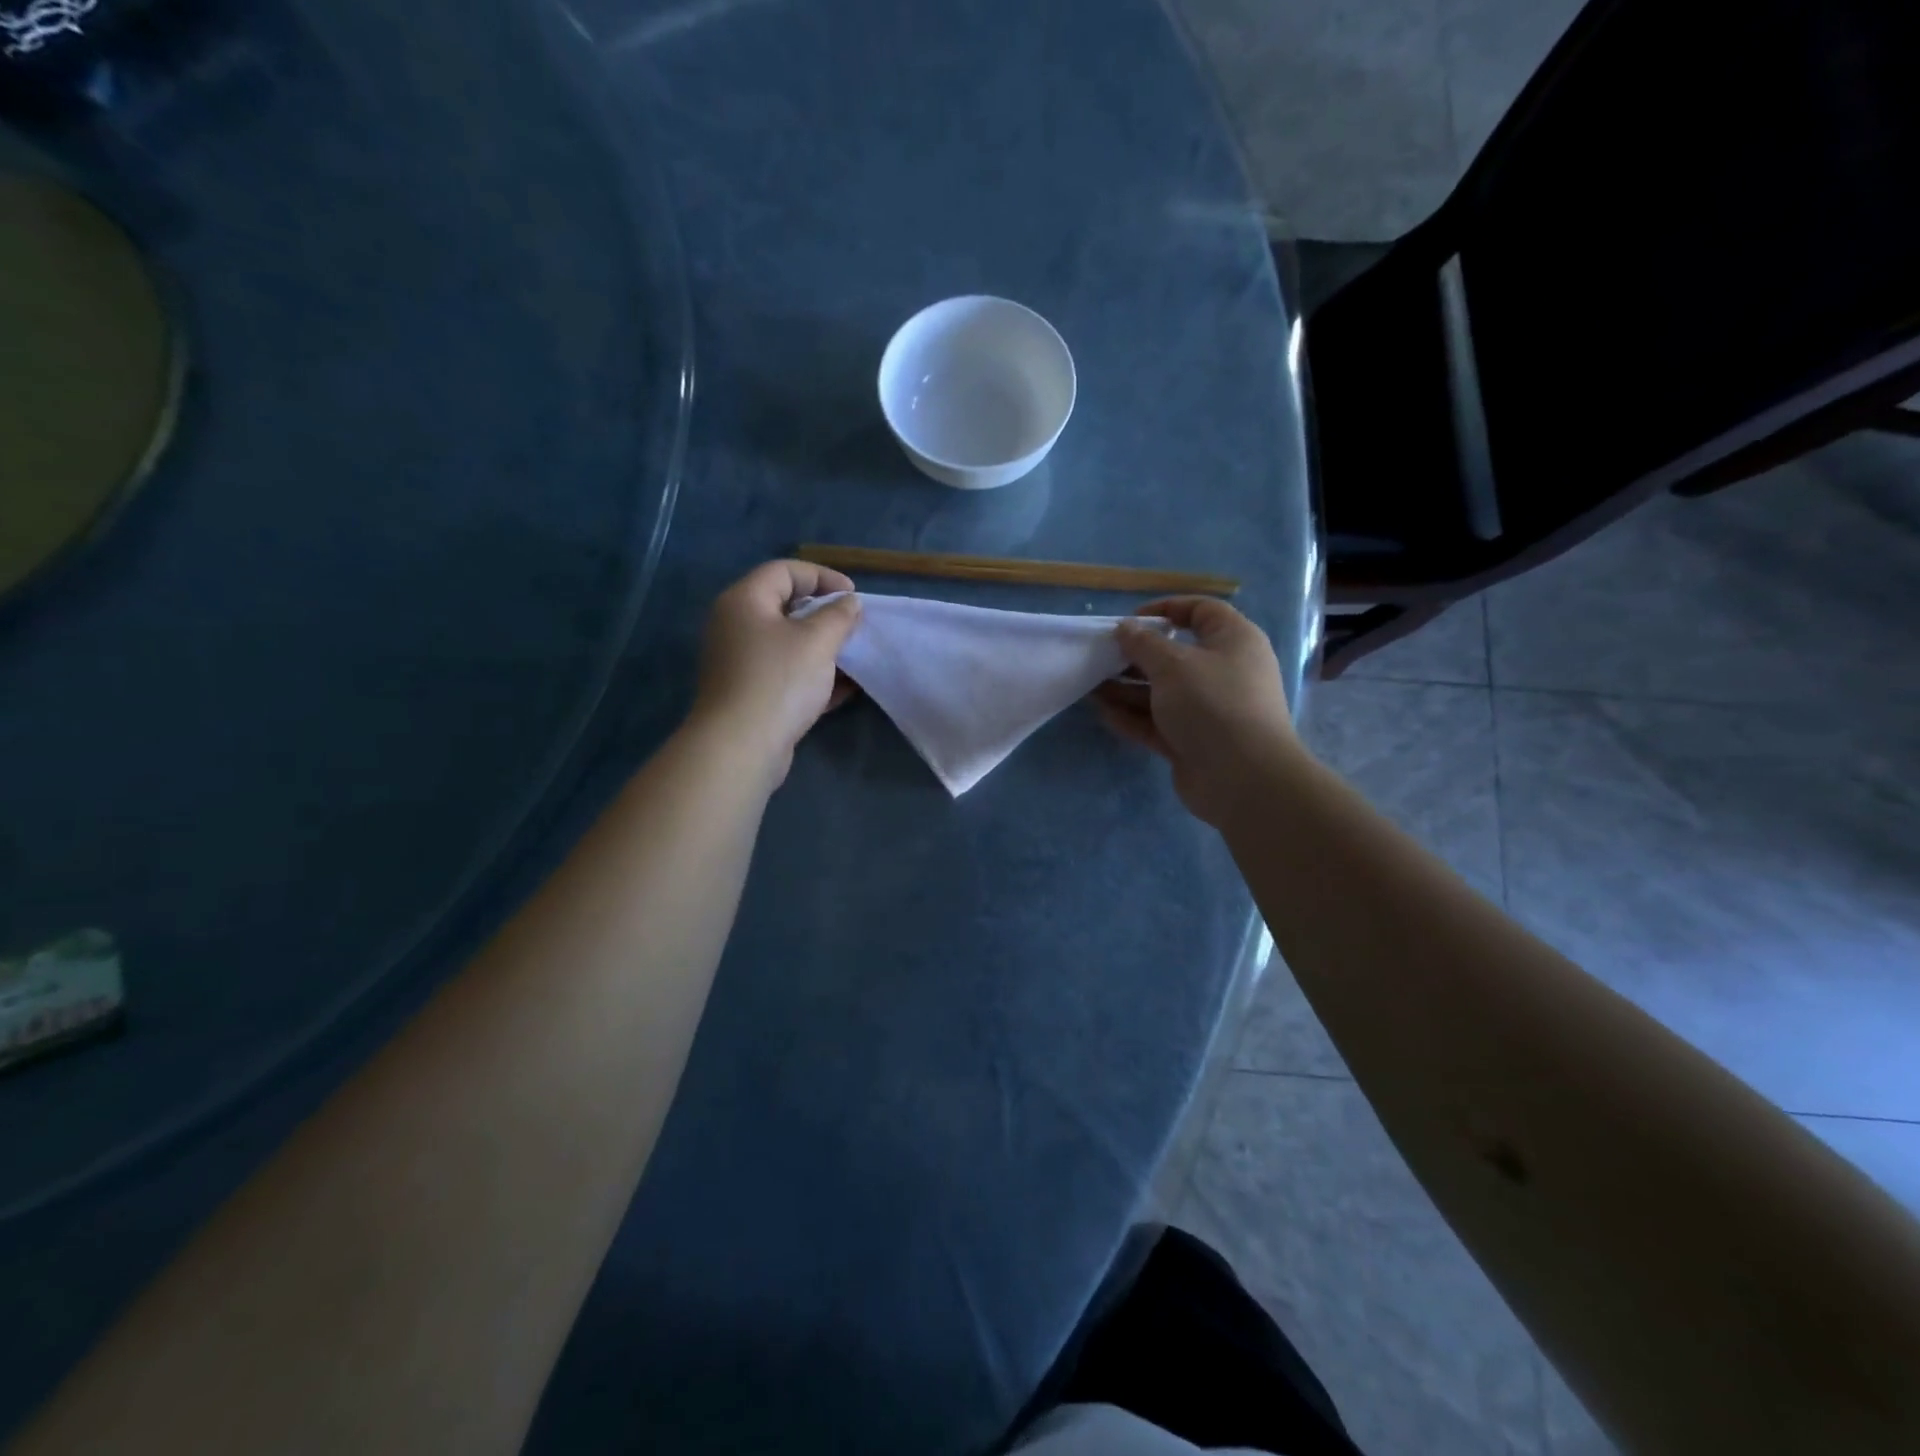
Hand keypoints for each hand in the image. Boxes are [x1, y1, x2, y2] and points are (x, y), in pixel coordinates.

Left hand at [690, 560, 862, 780]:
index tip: (853, 596)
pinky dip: (814, 676)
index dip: (823, 576)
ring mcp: (740, 663)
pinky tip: (846, 688)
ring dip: (823, 647)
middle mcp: (736, 626)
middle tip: (854, 626)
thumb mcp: (818, 640)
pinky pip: (786, 674)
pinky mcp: (750, 695)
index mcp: (745, 601)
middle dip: (825, 614)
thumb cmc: (779, 680)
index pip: (784, 571)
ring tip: (854, 656)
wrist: (741, 746)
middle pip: (784, 607)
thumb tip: (849, 603)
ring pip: (787, 644)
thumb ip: (839, 615)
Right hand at [1094, 597, 1298, 826]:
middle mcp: (1223, 672)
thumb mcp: (1172, 665)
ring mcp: (1208, 710)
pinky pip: (1158, 723)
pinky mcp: (1193, 742)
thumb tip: (1125, 629)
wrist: (1242, 778)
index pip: (1201, 611)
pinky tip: (1103, 713)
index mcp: (1233, 641)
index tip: (1131, 620)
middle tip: (1102, 656)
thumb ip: (1143, 644)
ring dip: (1127, 688)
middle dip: (1137, 655)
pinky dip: (1133, 717)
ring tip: (1091, 685)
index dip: (1166, 609)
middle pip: (1175, 655)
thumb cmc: (1212, 704)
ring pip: (1162, 692)